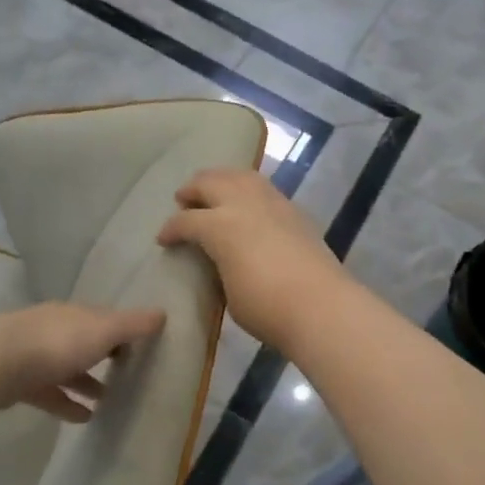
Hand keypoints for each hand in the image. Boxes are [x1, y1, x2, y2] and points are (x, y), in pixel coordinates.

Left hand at [0, 303, 166, 422]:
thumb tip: (162, 314)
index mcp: (74, 314)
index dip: (125, 330)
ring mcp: (34, 356)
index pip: (105, 318)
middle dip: (106, 355)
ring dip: (88, 382)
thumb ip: (132, 325)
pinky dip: (68, 404)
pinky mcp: (20, 383)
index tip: (144, 346)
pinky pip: (51, 393)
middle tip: (131, 373)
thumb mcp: (102, 331)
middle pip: (86, 341)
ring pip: (68, 368)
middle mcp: (55, 330)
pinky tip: (85, 419)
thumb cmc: (55, 343)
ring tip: (111, 401)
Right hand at [157, 169, 349, 348]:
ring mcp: (272, 203)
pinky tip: (247, 202)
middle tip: (182, 199)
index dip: (170, 229)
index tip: (163, 239)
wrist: (321, 306)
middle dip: (192, 190)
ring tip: (213, 189)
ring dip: (221, 179)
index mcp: (220, 226)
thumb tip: (218, 259)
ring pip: (240, 176)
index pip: (186, 221)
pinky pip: (264, 187)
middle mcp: (243, 204)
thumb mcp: (227, 292)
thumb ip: (218, 267)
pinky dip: (247, 188)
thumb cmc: (266, 308)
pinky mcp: (294, 210)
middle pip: (211, 183)